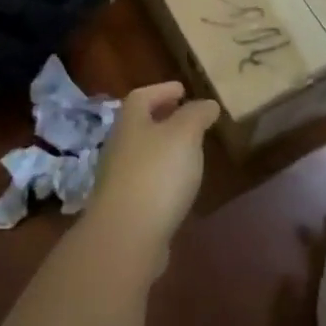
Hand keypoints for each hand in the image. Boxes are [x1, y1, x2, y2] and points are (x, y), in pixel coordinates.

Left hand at [87, 82, 219, 268]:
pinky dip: (161, 176)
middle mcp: (119, 145)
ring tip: (189, 152)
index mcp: (130, 121)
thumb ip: (197, 115)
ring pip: (142, 153)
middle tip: (188, 118)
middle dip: (163, 119)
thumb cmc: (157, 173)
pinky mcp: (124, 208)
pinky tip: (178, 186)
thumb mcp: (185, 135)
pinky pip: (145, 181)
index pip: (143, 96)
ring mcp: (118, 178)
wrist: (126, 236)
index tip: (183, 90)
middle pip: (140, 124)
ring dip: (163, 149)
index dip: (163, 90)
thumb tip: (207, 103)